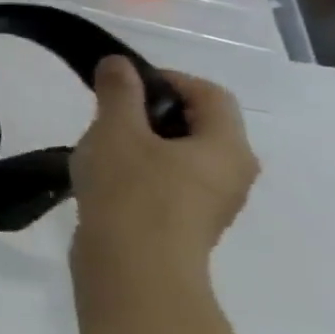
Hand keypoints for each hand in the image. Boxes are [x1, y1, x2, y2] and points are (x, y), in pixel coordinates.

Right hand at [70, 57, 258, 272]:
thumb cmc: (131, 191)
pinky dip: (143, 171)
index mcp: (227, 147)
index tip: (122, 82)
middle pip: (199, 125)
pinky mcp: (187, 224)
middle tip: (107, 114)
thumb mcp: (116, 130)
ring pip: (183, 155)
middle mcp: (233, 173)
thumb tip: (120, 64)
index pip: (210, 94)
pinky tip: (107, 178)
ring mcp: (213, 204)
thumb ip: (119, 92)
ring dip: (145, 142)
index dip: (168, 78)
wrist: (134, 269)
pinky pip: (171, 182)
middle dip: (152, 111)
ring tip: (101, 147)